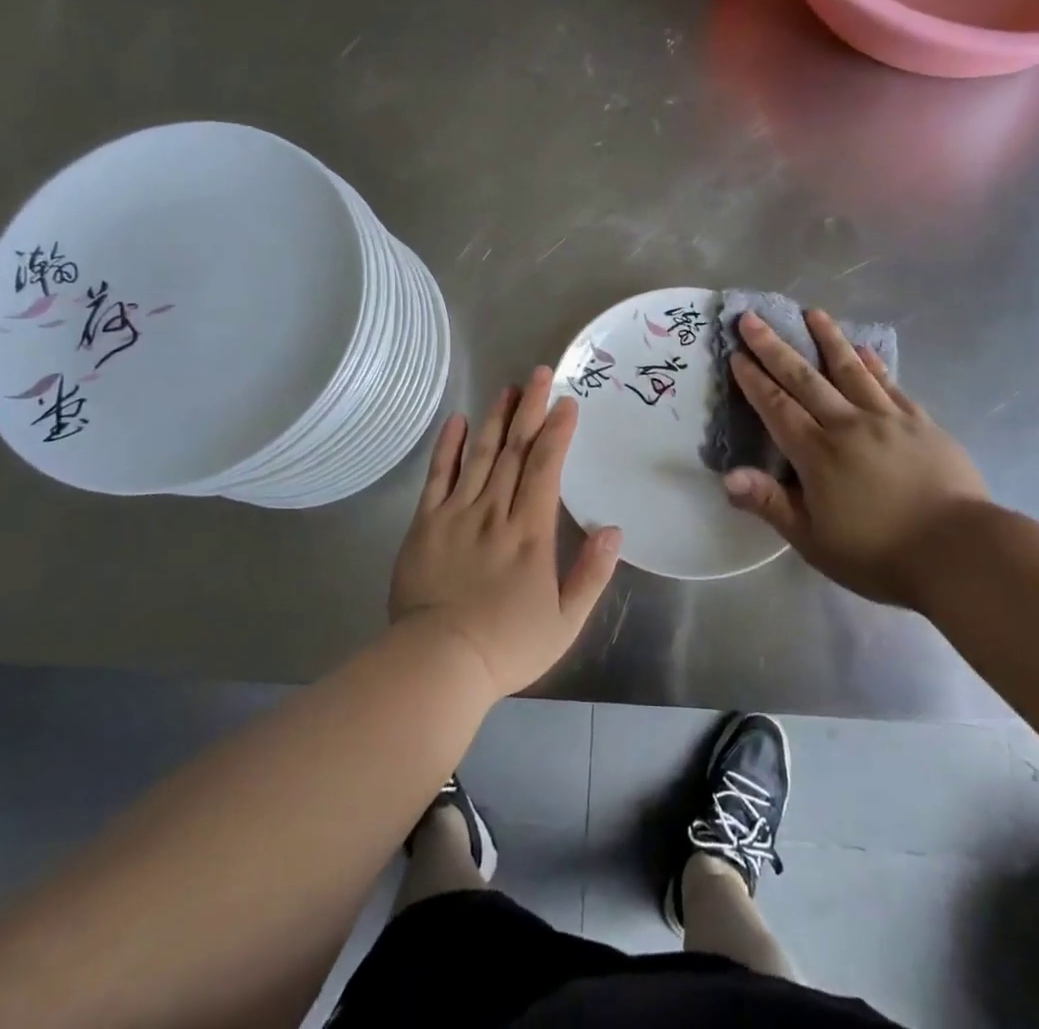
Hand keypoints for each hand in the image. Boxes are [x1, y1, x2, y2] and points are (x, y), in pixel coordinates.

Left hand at [389, 367, 621, 696]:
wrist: (438, 663)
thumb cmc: (507, 646)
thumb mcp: (565, 621)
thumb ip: (592, 573)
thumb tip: (614, 529)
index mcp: (530, 533)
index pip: (545, 468)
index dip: (557, 432)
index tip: (567, 402)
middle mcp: (494, 512)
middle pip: (513, 451)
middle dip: (530, 410)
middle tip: (539, 374)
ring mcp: (456, 514)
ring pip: (478, 455)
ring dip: (494, 418)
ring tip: (508, 389)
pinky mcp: (425, 523)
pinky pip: (437, 476)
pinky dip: (447, 446)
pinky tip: (455, 421)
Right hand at [723, 310, 988, 605]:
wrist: (961, 552)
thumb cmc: (879, 553)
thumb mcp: (813, 540)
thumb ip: (770, 503)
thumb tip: (727, 476)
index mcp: (816, 453)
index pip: (776, 407)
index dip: (753, 380)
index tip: (736, 353)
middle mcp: (847, 424)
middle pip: (804, 378)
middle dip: (774, 347)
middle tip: (753, 318)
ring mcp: (887, 419)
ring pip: (850, 370)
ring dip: (828, 339)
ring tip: (812, 312)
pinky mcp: (921, 424)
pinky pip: (890, 385)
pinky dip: (874, 365)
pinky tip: (865, 349)